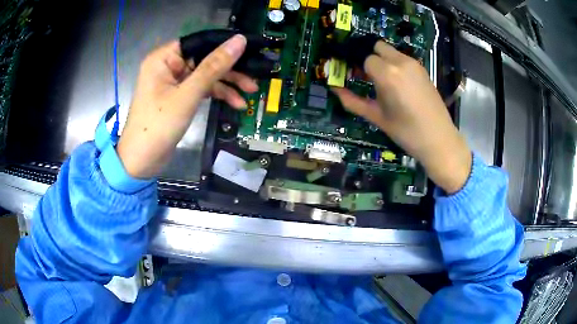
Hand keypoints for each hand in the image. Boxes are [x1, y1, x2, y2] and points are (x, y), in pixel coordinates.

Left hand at [117, 35, 256, 178]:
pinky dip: (217, 95)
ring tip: (250, 92)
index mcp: (164, 58)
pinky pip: (201, 89)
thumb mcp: (188, 94)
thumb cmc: (158, 126)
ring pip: (206, 75)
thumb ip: (214, 67)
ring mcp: (173, 82)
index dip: (225, 44)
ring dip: (227, 83)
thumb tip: (239, 41)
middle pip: (205, 59)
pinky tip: (235, 103)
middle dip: (229, 69)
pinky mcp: (178, 97)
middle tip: (254, 76)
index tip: (250, 50)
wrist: (141, 162)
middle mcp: (168, 65)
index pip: (200, 42)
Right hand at [333, 41, 470, 193]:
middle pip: (378, 47)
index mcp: (387, 74)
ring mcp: (414, 64)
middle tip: (369, 76)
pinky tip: (399, 84)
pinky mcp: (423, 69)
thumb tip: (334, 90)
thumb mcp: (377, 117)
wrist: (439, 139)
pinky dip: (396, 64)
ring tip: (385, 82)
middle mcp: (400, 62)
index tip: (357, 78)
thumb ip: (352, 102)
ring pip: (391, 51)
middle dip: (370, 58)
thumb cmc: (405, 132)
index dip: (359, 68)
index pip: (365, 59)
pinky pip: (403, 58)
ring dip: (384, 60)